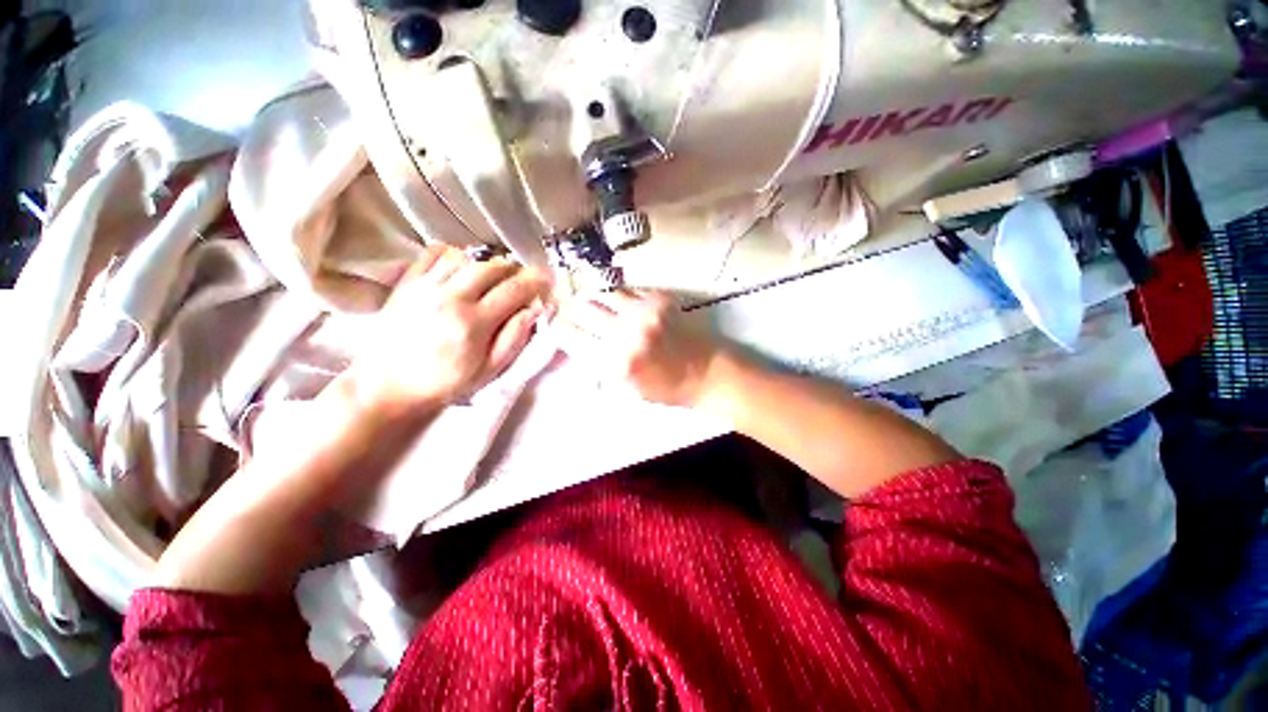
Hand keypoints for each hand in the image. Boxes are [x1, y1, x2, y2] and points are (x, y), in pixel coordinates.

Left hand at [351, 246, 550, 408]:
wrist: (388, 386)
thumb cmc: (445, 383)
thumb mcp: (489, 371)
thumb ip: (514, 339)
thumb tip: (533, 310)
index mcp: (474, 323)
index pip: (513, 290)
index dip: (535, 281)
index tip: (547, 278)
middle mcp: (450, 298)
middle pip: (491, 267)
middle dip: (513, 270)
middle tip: (520, 280)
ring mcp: (425, 287)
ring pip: (465, 257)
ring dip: (486, 263)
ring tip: (493, 277)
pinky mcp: (407, 283)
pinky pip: (433, 253)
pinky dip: (453, 254)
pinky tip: (462, 268)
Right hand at [556, 290, 723, 407]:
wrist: (706, 372)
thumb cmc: (666, 388)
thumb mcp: (626, 390)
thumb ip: (598, 367)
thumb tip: (574, 345)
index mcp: (616, 362)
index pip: (572, 336)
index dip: (559, 328)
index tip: (554, 325)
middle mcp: (627, 332)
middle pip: (584, 308)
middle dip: (571, 308)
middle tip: (568, 310)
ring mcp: (645, 311)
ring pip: (604, 292)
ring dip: (593, 297)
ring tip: (590, 301)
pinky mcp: (660, 298)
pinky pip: (627, 289)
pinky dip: (617, 295)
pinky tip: (618, 302)